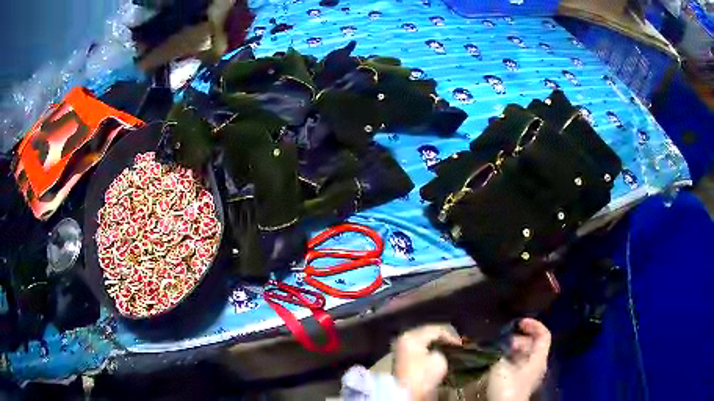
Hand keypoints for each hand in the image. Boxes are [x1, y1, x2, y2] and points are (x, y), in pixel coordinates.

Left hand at [393, 325, 461, 400]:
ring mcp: (402, 349)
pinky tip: (438, 354)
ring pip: (423, 341)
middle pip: (427, 334)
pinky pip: (419, 349)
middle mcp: (404, 339)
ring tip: (449, 349)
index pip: (435, 330)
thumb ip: (442, 350)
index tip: (461, 344)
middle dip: (442, 338)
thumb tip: (438, 351)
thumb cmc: (423, 375)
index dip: (450, 336)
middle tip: (455, 344)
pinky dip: (429, 350)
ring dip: (435, 344)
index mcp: (411, 336)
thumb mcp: (439, 360)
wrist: (407, 393)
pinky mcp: (402, 359)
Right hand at [486, 318, 550, 400]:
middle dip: (519, 338)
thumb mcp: (501, 366)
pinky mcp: (520, 382)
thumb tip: (496, 342)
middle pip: (533, 344)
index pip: (543, 334)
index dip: (533, 325)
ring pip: (524, 355)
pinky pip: (518, 364)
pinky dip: (509, 359)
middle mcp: (537, 364)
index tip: (518, 323)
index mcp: (539, 358)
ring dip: (512, 349)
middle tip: (503, 339)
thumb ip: (501, 351)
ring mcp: (529, 374)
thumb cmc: (507, 386)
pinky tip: (497, 360)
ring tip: (497, 349)